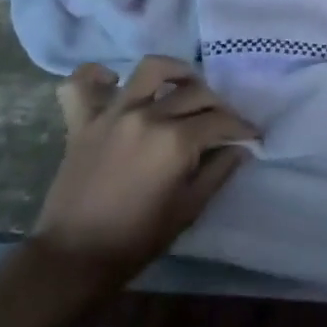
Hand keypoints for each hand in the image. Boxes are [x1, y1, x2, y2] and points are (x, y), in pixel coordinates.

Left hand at [36, 57, 255, 279]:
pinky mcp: (82, 121)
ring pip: (150, 69)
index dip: (242, 128)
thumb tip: (240, 148)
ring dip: (174, 71)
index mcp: (175, 141)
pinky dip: (96, 76)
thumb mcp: (189, 209)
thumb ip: (218, 172)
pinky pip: (82, 83)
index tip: (251, 136)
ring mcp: (112, 114)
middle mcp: (147, 116)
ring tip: (182, 84)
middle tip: (222, 122)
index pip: (220, 121)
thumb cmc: (137, 239)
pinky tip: (112, 82)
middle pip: (194, 92)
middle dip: (218, 105)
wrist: (74, 256)